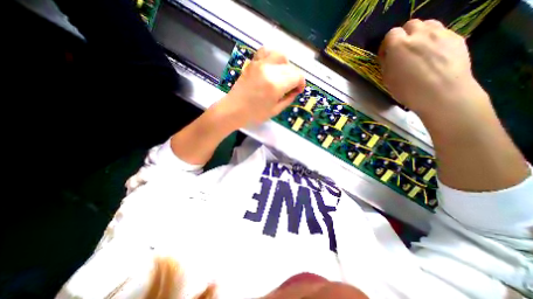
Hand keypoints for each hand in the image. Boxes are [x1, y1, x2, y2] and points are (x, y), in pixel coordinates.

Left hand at [216, 47, 305, 126]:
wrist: (234, 109)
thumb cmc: (254, 114)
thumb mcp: (275, 111)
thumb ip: (288, 99)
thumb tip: (295, 91)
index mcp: (276, 85)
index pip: (297, 76)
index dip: (301, 83)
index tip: (298, 90)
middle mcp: (270, 70)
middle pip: (290, 68)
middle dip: (294, 77)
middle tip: (290, 87)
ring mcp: (260, 64)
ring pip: (280, 55)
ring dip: (285, 65)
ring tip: (282, 75)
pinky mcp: (253, 63)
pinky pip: (266, 52)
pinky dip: (272, 56)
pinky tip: (272, 66)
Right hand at [377, 18, 488, 118]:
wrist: (442, 94)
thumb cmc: (407, 90)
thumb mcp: (388, 78)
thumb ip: (387, 63)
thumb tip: (388, 56)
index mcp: (399, 45)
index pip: (391, 33)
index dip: (387, 44)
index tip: (386, 56)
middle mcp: (420, 34)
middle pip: (410, 24)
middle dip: (404, 35)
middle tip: (402, 51)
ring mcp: (441, 33)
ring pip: (428, 24)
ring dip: (420, 34)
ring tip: (419, 50)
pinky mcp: (456, 38)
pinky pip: (442, 33)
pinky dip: (434, 40)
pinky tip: (433, 55)